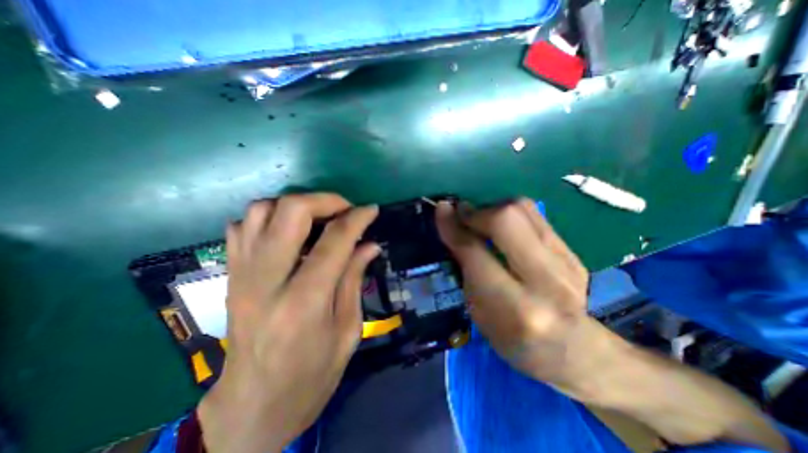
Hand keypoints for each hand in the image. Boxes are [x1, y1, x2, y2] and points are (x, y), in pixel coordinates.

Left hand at [201, 194, 380, 452]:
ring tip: (319, 218)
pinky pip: (241, 226)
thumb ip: (354, 280)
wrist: (251, 406)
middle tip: (345, 209)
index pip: (334, 241)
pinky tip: (290, 231)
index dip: (357, 218)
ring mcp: (242, 275)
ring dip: (296, 205)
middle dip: (325, 200)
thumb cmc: (311, 375)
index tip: (371, 210)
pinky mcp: (231, 275)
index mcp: (304, 303)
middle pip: (290, 212)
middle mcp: (266, 281)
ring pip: (261, 211)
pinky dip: (269, 217)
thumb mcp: (347, 331)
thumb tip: (370, 245)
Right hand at [436, 199, 588, 384]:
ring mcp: (566, 262)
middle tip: (464, 215)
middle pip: (507, 218)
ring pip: (524, 209)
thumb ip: (466, 267)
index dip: (454, 226)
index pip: (476, 251)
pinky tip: (502, 228)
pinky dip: (510, 214)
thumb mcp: (479, 311)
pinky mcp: (573, 252)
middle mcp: (545, 280)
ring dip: (494, 208)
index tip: (442, 209)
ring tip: (482, 221)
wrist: (575, 351)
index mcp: (514, 306)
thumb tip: (453, 226)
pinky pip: (535, 216)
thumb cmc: (514, 339)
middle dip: (478, 211)